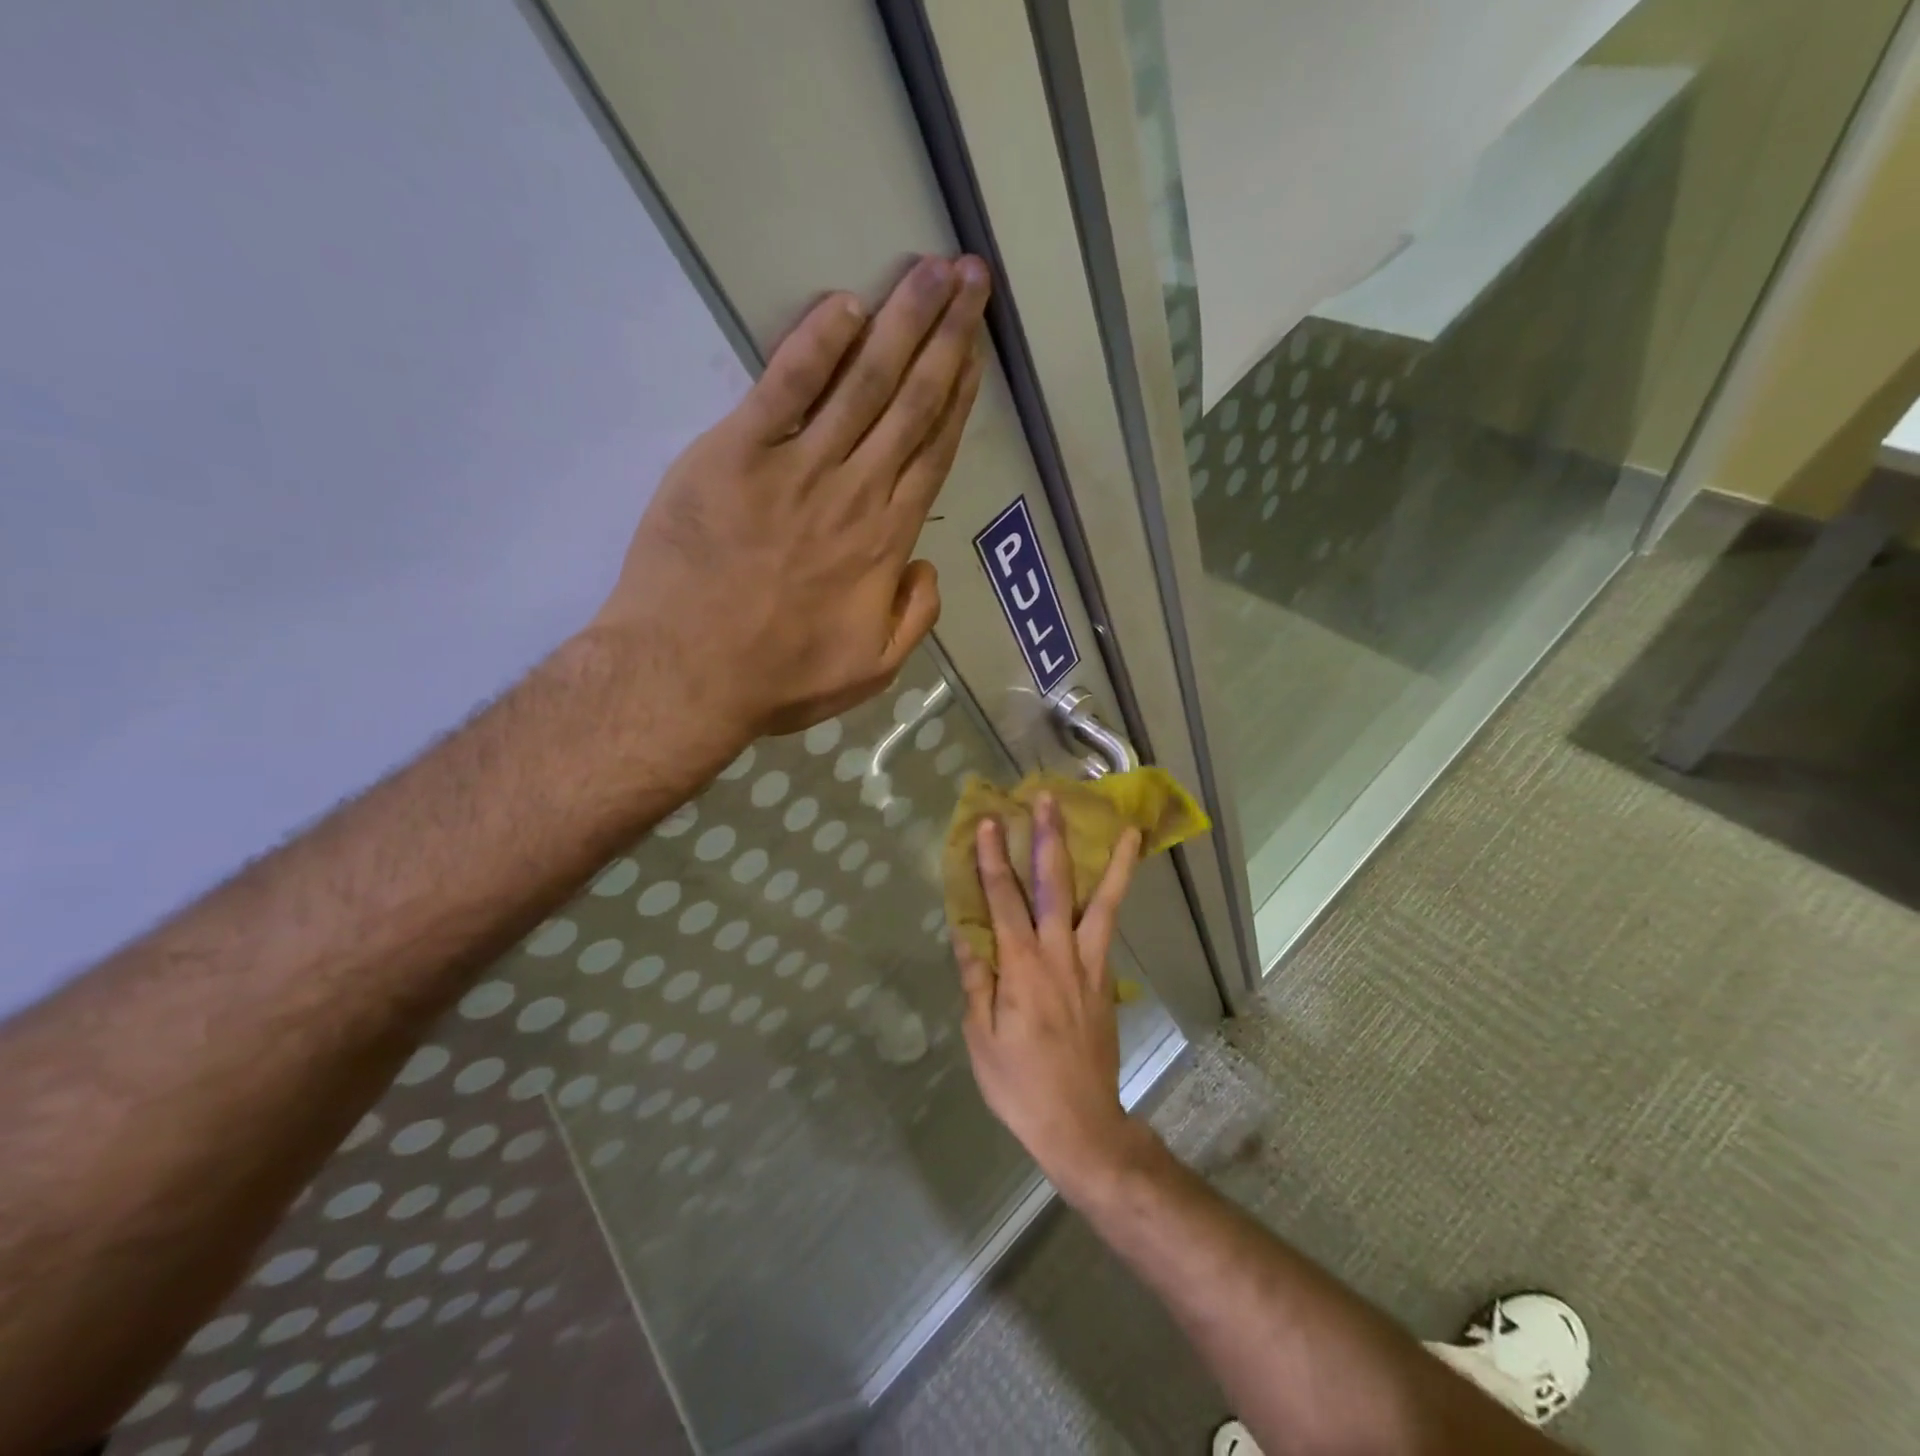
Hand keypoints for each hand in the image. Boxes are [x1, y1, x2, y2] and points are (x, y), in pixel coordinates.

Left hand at [592, 254, 991, 747]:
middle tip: (972, 278)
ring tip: (933, 271)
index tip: (978, 350)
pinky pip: (786, 387)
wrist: (687, 674)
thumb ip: (915, 617)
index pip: (933, 453)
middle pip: (911, 403)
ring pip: (863, 383)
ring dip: (902, 322)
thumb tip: (928, 566)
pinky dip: (815, 344)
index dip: (960, 397)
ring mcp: (797, 468)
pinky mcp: (736, 453)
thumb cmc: (780, 677)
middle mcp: (855, 492)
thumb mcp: (873, 670)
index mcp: (886, 542)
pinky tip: (845, 304)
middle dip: (947, 337)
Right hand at [957, 792, 1149, 1202]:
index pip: (1003, 901)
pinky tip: (1120, 880)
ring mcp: (1089, 964)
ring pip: (1102, 902)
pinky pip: (1110, 928)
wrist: (1081, 1123)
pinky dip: (1117, 899)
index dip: (992, 859)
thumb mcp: (981, 1038)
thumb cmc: (1019, 1084)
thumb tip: (967, 934)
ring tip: (1126, 828)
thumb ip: (977, 981)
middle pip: (1054, 886)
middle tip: (1048, 800)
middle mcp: (1058, 954)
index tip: (988, 822)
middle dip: (1048, 839)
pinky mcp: (1104, 978)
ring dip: (1110, 862)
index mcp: (1021, 967)